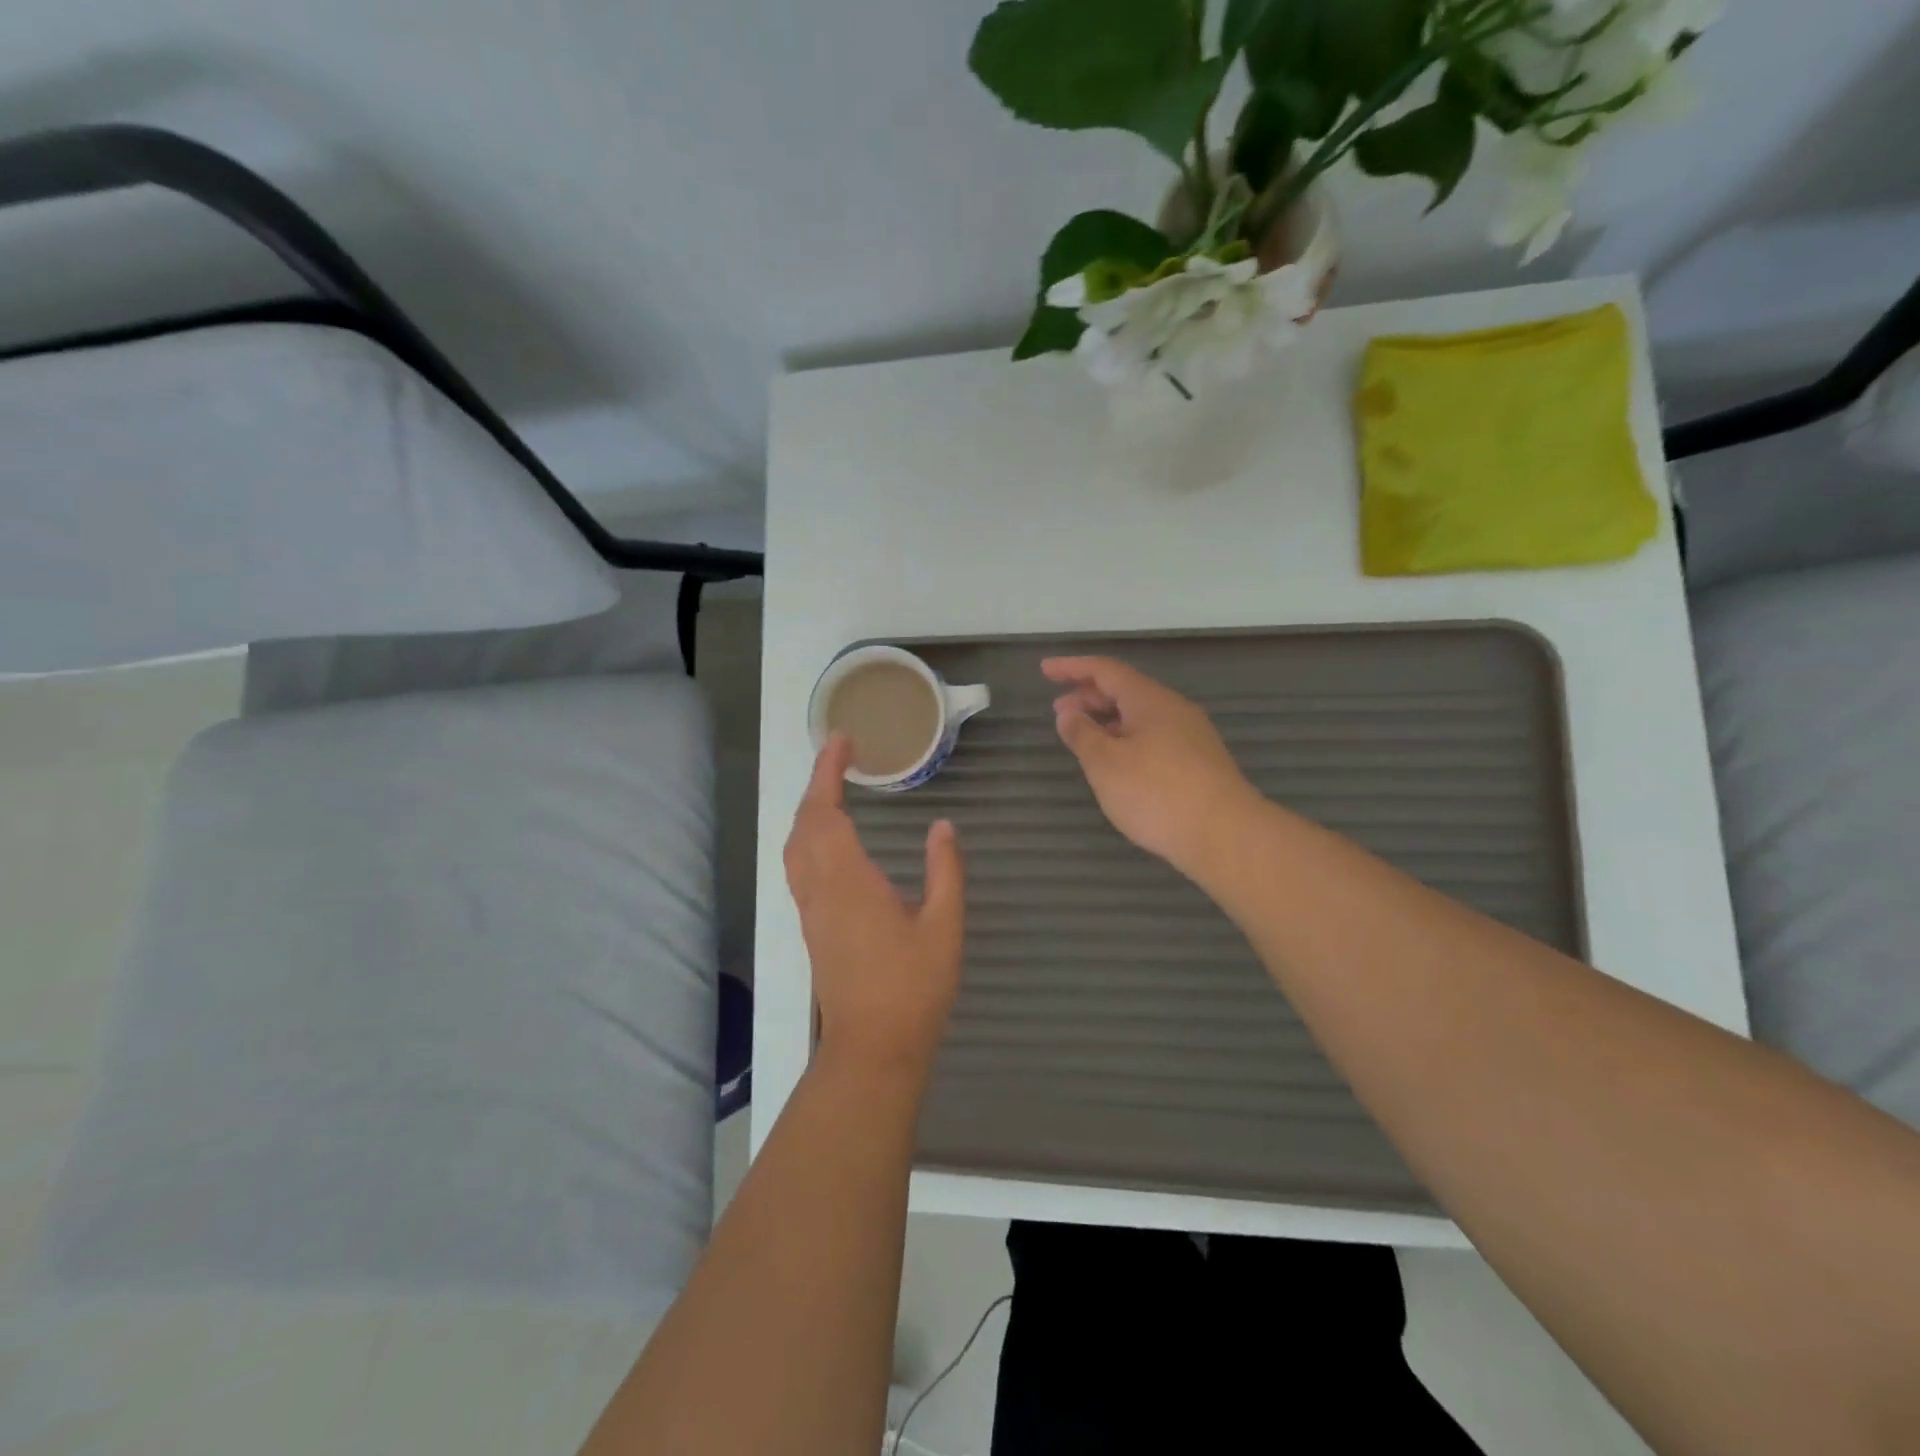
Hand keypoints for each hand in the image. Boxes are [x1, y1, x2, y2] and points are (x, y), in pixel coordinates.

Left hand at [784, 734, 965, 1082]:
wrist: (874, 1048)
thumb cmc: (913, 987)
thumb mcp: (944, 926)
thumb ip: (945, 871)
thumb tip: (942, 826)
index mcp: (848, 881)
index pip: (825, 812)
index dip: (828, 772)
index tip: (842, 740)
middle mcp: (819, 889)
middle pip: (803, 824)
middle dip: (816, 785)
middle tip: (841, 757)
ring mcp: (811, 910)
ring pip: (795, 847)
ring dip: (809, 810)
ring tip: (834, 789)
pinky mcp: (812, 927)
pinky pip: (800, 866)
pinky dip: (809, 836)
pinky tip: (830, 839)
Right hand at [1043, 656, 1259, 876]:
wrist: (1225, 835)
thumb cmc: (1157, 793)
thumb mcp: (1106, 763)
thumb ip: (1082, 734)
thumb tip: (1068, 712)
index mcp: (1149, 700)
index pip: (1105, 670)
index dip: (1072, 667)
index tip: (1045, 669)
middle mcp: (1173, 709)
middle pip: (1126, 690)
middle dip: (1088, 696)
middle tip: (1059, 712)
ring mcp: (1191, 735)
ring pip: (1141, 715)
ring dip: (1108, 720)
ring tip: (1083, 737)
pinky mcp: (1199, 762)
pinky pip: (1154, 736)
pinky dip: (1127, 738)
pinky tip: (1118, 762)